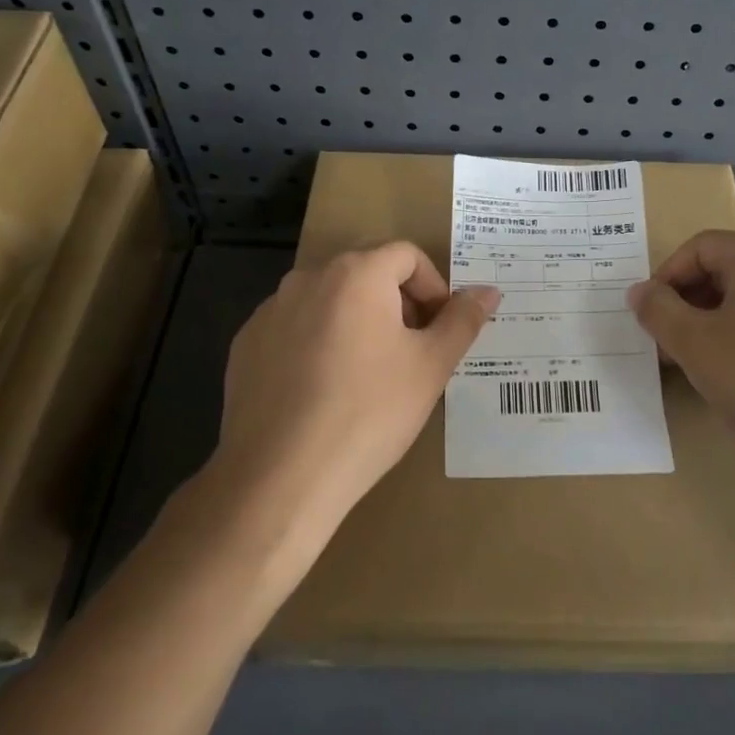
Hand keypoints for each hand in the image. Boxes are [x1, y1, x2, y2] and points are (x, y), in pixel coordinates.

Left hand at [214, 243, 499, 531]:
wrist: (280, 477)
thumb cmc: (368, 413)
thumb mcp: (430, 367)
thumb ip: (462, 320)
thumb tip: (488, 291)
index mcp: (356, 274)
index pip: (407, 256)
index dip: (433, 287)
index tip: (439, 330)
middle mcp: (308, 278)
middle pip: (366, 272)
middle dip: (397, 303)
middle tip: (411, 351)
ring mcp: (270, 311)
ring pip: (328, 300)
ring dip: (356, 321)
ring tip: (367, 374)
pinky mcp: (245, 345)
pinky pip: (294, 328)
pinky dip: (316, 343)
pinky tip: (323, 390)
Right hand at [627, 231, 734, 481]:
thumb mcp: (696, 346)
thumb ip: (659, 312)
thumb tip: (640, 291)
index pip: (699, 247)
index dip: (665, 277)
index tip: (649, 318)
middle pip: (725, 272)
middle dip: (687, 305)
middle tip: (668, 346)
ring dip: (713, 327)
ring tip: (699, 368)